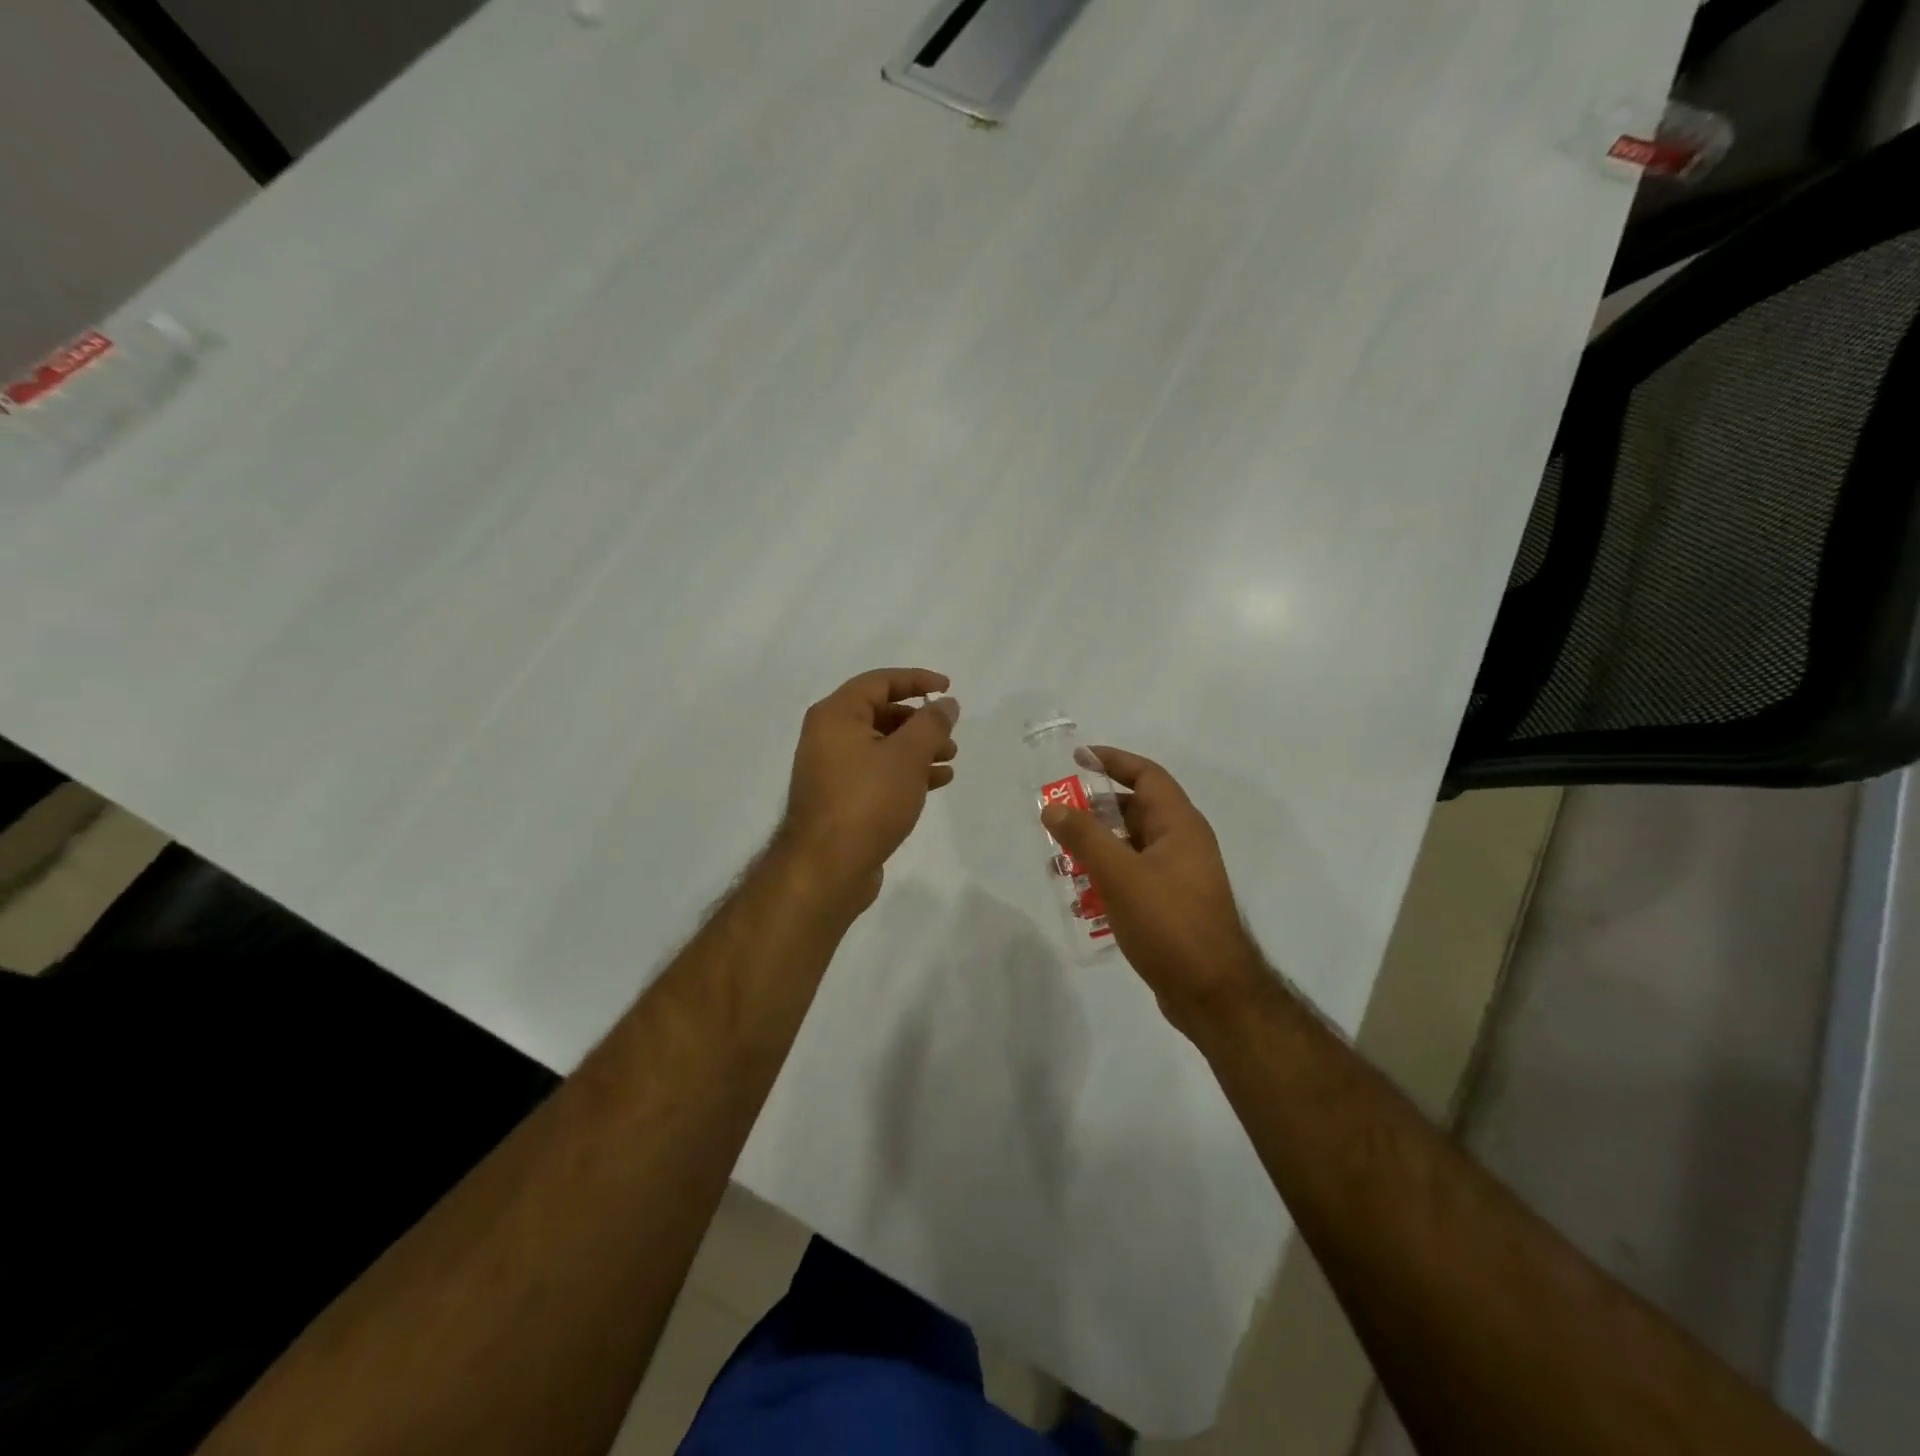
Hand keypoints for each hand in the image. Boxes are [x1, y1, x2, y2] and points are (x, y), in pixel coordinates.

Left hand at [777, 668, 959, 912]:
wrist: (827, 868)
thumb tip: (946, 703)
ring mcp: (832, 769)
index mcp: (836, 715)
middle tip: (950, 732)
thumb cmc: (867, 801)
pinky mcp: (841, 799)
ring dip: (918, 748)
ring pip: (882, 746)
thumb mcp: (907, 756)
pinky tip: (936, 781)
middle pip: (881, 714)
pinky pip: (877, 772)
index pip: (879, 682)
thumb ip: (931, 724)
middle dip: (920, 721)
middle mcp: (828, 736)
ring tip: (950, 759)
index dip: (916, 680)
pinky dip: (906, 772)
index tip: (948, 687)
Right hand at [1041, 748, 1266, 1032]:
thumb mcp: (1121, 875)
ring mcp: (1178, 876)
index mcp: (1180, 825)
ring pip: (1131, 846)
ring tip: (1060, 855)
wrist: (1213, 994)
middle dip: (1096, 809)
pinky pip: (1133, 876)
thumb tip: (1053, 807)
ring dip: (1098, 846)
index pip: (1147, 775)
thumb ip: (1085, 837)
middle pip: (1136, 810)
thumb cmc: (1169, 924)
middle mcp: (1183, 844)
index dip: (1113, 761)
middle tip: (1058, 812)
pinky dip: (1107, 875)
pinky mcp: (1170, 905)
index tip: (1078, 757)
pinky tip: (1081, 895)